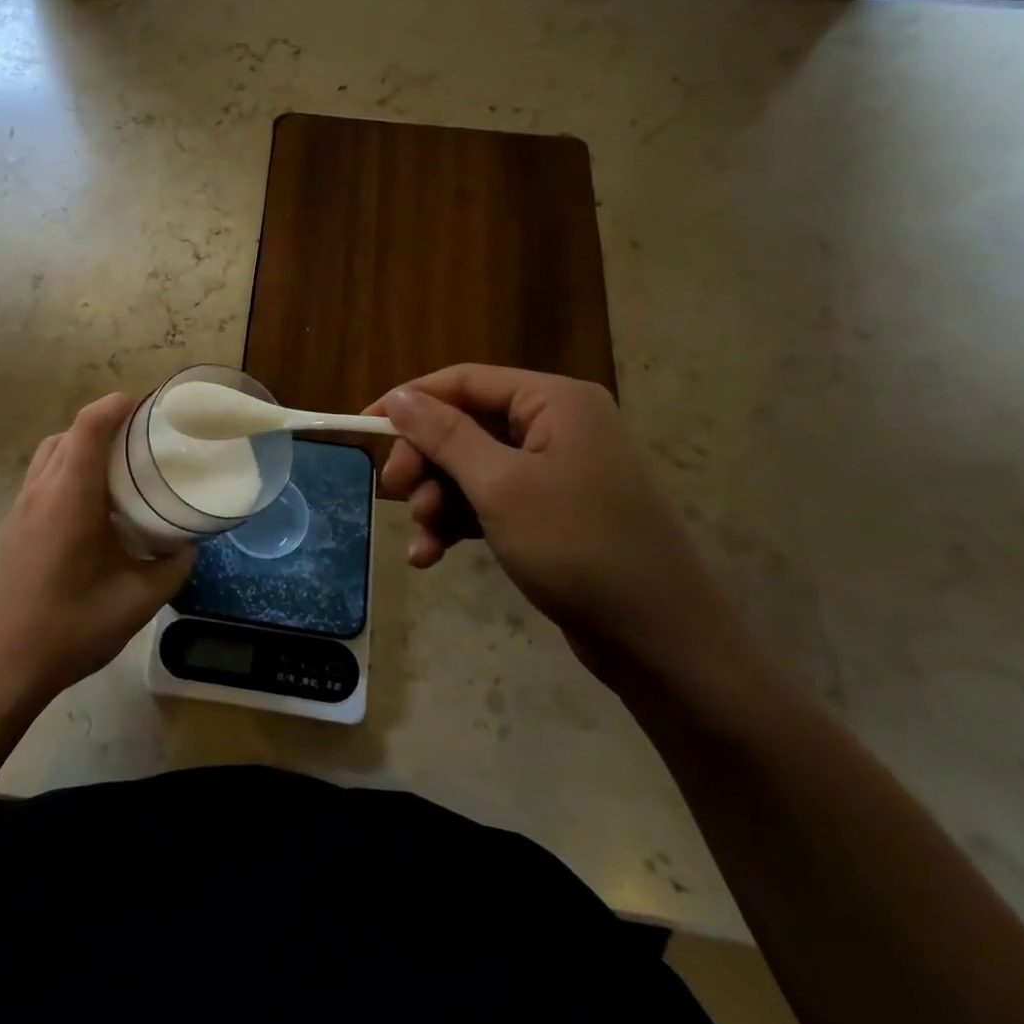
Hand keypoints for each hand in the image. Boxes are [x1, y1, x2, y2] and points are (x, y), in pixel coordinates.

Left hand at [0, 394, 192, 707]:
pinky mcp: (12, 526)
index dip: (117, 405)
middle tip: (142, 441)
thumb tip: (188, 546)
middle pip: (69, 433)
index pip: (89, 426)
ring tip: (117, 470)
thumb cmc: (70, 628)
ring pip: (50, 453)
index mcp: (70, 497)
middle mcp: (41, 491)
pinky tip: (91, 507)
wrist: (1, 666)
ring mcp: (20, 508)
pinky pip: (41, 478)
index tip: (147, 407)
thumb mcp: (137, 601)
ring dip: (82, 446)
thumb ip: (171, 567)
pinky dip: (67, 471)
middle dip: (105, 424)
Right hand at [374, 365, 749, 687]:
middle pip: (464, 425)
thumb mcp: (499, 486)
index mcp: (553, 402)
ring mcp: (555, 470)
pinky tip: (432, 555)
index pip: (464, 381)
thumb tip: (399, 396)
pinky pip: (489, 501)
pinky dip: (458, 523)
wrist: (660, 641)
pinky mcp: (551, 511)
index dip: (409, 401)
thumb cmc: (578, 547)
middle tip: (394, 492)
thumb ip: (445, 434)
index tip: (362, 427)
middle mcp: (556, 426)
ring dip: (437, 500)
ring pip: (470, 468)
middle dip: (424, 462)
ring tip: (422, 539)